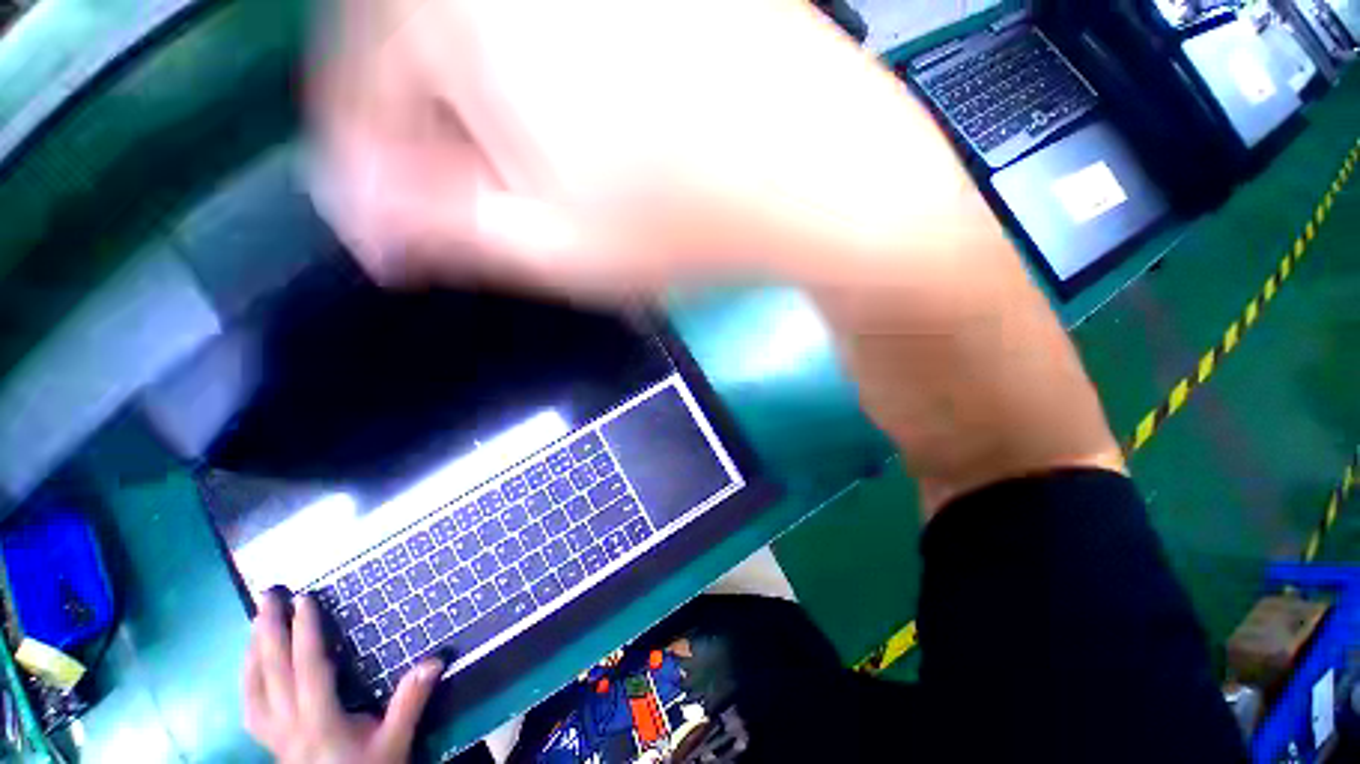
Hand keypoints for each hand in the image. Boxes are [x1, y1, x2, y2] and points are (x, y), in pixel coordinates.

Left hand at [242, 594, 442, 763]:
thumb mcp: (394, 742)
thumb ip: (409, 701)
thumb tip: (435, 659)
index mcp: (319, 720)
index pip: (307, 668)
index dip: (304, 632)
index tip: (304, 599)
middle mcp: (288, 724)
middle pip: (272, 671)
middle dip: (269, 630)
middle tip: (268, 594)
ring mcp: (273, 734)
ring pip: (253, 687)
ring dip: (253, 650)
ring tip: (256, 620)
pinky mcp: (269, 741)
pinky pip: (249, 704)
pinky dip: (246, 677)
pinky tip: (250, 665)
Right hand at [308, 0, 977, 298]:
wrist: (817, 178)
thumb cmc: (687, 226)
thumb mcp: (555, 249)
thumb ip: (443, 224)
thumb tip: (364, 214)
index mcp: (468, 9)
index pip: (357, 86)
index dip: (368, 171)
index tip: (391, 235)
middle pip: (415, 48)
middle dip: (425, 135)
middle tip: (461, 206)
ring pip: (484, 35)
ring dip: (480, 109)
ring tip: (521, 177)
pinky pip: (552, 26)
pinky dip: (537, 80)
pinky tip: (578, 130)